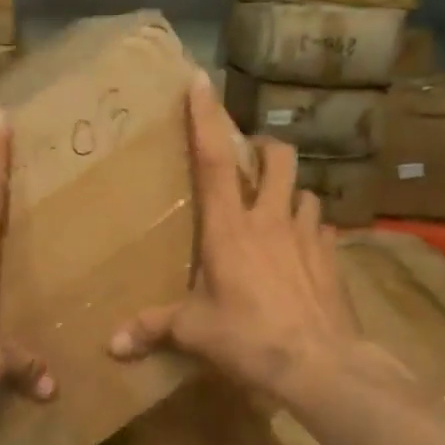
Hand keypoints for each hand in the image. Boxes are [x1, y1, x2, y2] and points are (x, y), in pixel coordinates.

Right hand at [107, 72, 360, 399]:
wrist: (320, 363)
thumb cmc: (249, 338)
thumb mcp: (195, 333)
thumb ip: (153, 329)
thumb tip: (111, 346)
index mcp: (229, 229)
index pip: (213, 160)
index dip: (206, 118)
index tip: (200, 81)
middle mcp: (270, 220)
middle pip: (277, 159)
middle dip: (264, 147)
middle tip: (251, 158)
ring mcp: (307, 236)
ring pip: (306, 191)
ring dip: (291, 191)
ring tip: (278, 208)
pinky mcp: (333, 258)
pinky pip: (323, 229)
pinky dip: (311, 229)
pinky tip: (303, 250)